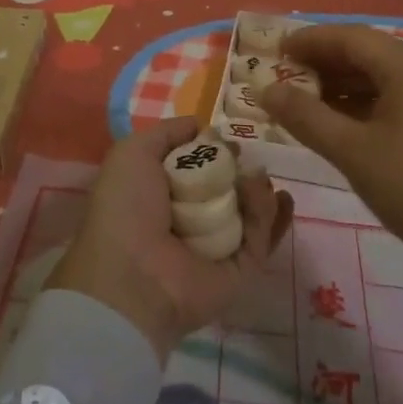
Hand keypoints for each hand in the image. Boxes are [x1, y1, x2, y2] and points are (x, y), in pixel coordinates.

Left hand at [49, 119, 293, 362]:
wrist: (132, 276)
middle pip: (227, 189)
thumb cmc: (127, 208)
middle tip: (251, 158)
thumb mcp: (134, 153)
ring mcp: (216, 247)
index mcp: (161, 195)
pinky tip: (275, 196)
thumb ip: (168, 133)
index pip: (197, 169)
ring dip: (259, 190)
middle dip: (243, 170)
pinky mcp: (239, 271)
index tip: (229, 140)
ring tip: (259, 176)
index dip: (214, 151)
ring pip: (249, 212)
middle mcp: (189, 220)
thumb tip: (201, 127)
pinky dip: (270, 216)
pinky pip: (260, 239)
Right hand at [258, 23, 402, 272]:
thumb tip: (267, 90)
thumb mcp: (353, 153)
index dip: (309, 41)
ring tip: (309, 103)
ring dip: (344, 84)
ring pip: (384, 76)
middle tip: (287, 78)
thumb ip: (306, 117)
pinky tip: (348, 125)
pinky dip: (368, 102)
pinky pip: (400, 97)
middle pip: (367, 53)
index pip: (349, 37)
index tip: (276, 52)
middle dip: (324, 63)